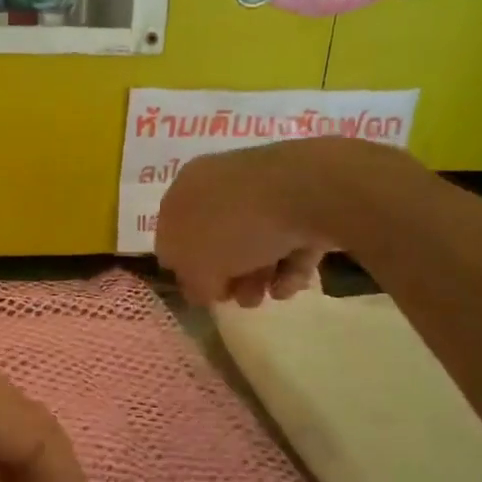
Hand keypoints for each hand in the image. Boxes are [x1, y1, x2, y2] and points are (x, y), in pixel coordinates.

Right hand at [155, 139, 337, 306]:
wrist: (309, 191)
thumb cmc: (236, 226)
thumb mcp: (198, 267)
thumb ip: (193, 284)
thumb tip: (202, 289)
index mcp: (185, 189)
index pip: (172, 234)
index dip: (184, 270)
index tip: (204, 295)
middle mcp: (219, 182)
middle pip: (217, 239)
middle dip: (229, 275)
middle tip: (241, 299)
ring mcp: (263, 187)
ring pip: (254, 240)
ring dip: (259, 274)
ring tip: (270, 295)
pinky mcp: (303, 196)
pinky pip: (288, 235)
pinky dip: (289, 262)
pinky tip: (293, 281)